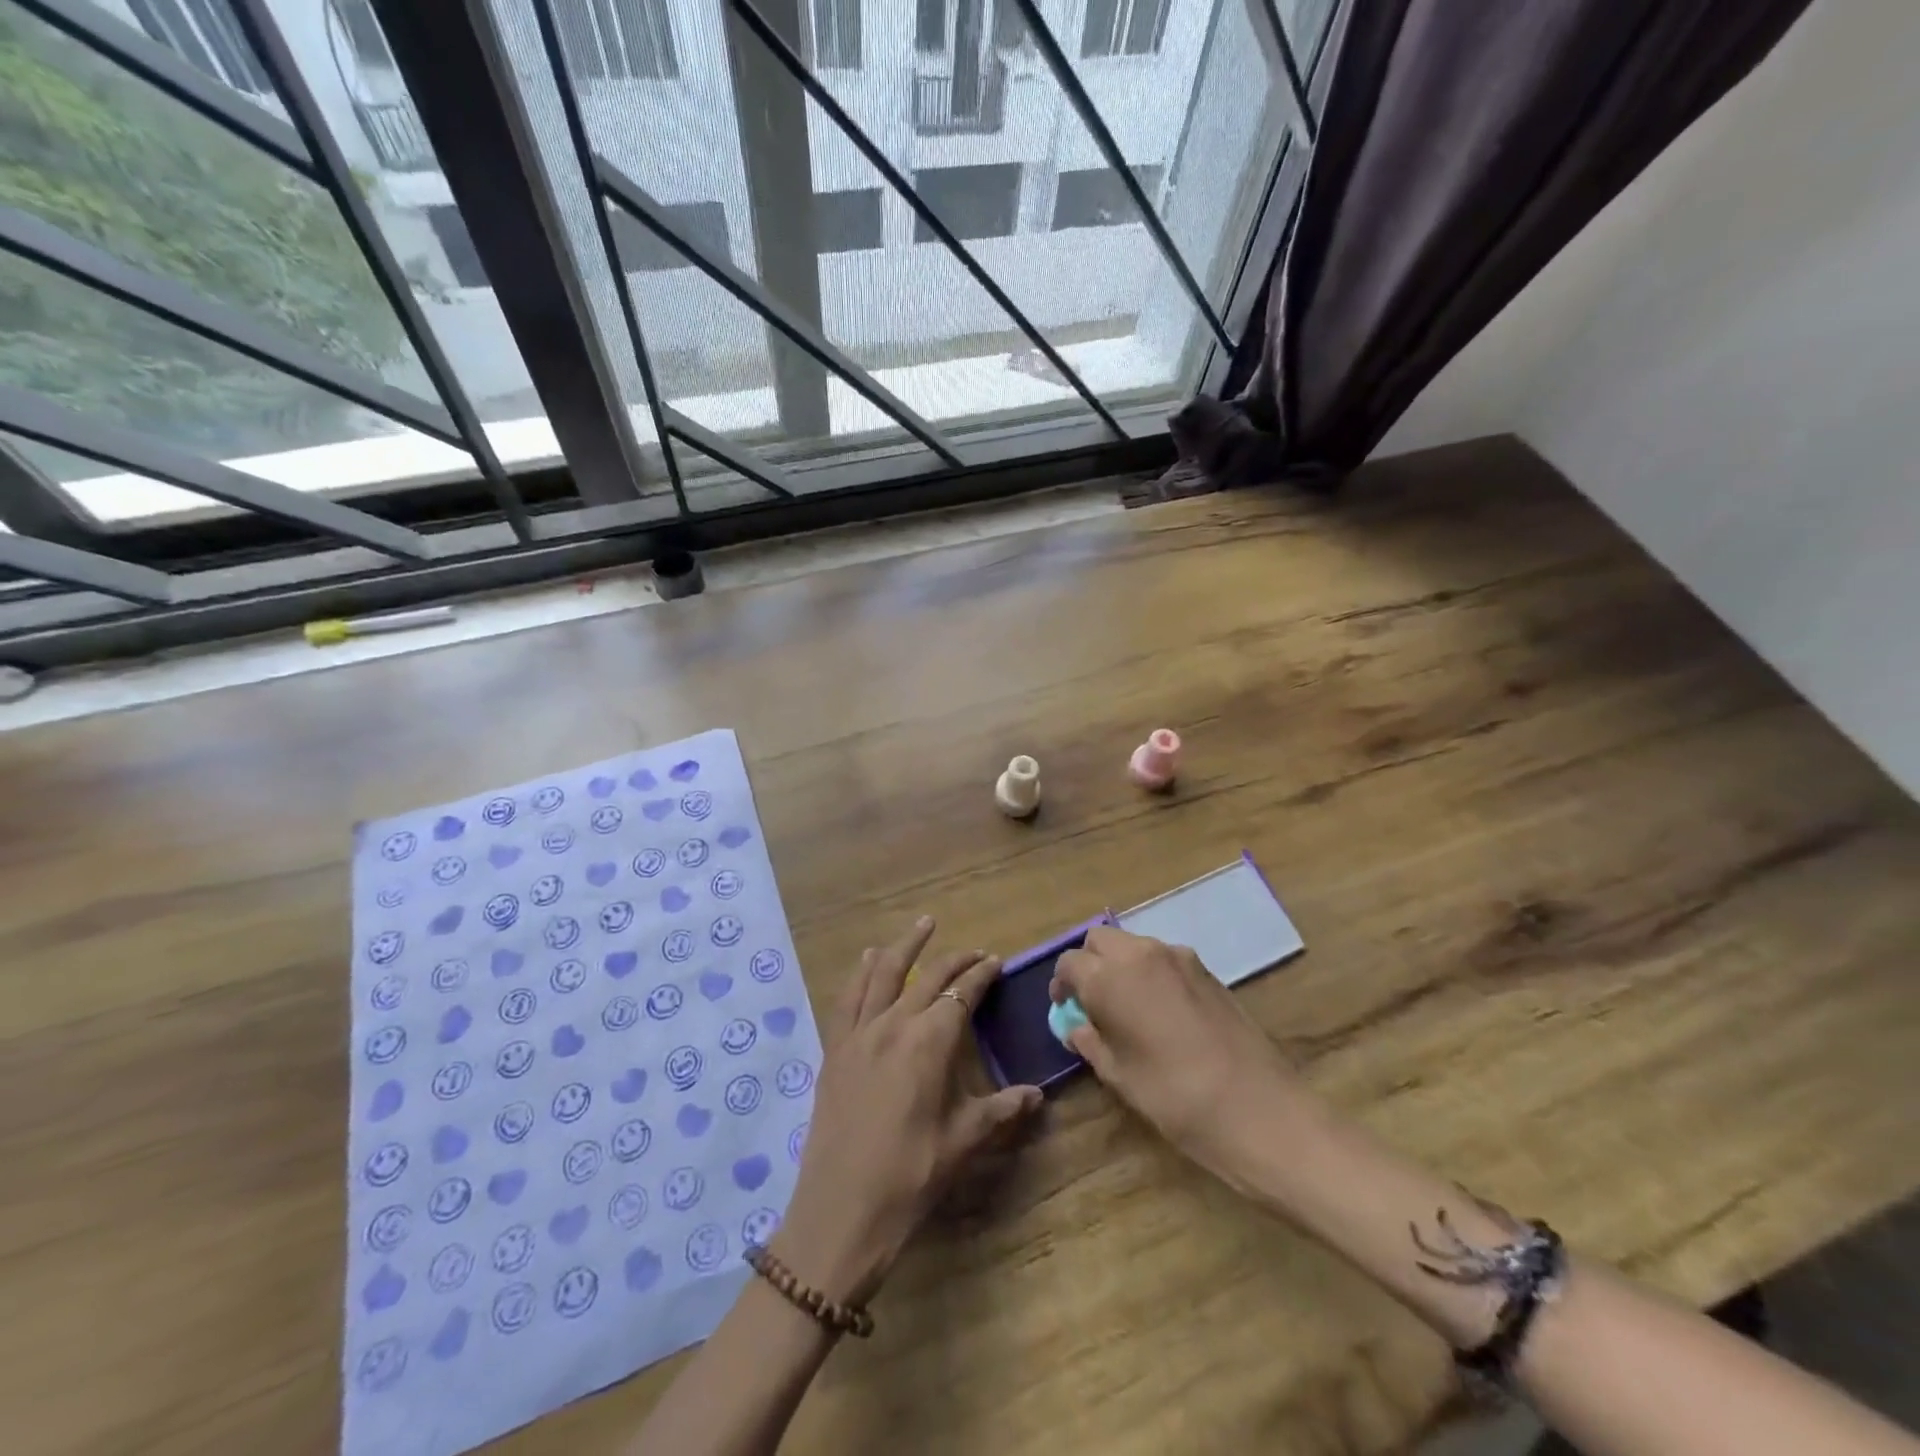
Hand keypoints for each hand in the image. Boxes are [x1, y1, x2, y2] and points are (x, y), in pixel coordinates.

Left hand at [773, 917, 1041, 1307]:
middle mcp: (894, 1024)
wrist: (841, 1212)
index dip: (981, 975)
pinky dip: (861, 973)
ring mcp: (859, 1034)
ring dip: (906, 946)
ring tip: (924, 924)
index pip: (961, 993)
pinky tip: (869, 959)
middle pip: (928, 977)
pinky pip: (848, 998)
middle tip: (974, 952)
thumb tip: (1037, 1095)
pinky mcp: (835, 1049)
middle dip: (955, 960)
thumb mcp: (963, 1142)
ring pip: (884, 973)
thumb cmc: (910, 1177)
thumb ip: (1001, 1110)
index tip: (996, 962)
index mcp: (929, 1042)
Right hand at [1051, 926, 1303, 1180]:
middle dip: (1089, 963)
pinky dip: (1150, 972)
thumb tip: (1077, 1027)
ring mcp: (1179, 957)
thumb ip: (1090, 1042)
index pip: (1070, 963)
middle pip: (1100, 940)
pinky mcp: (1207, 970)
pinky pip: (1164, 959)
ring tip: (1127, 1008)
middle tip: (1092, 1001)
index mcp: (1109, 976)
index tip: (1066, 1009)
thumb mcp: (1119, 1076)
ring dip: (1121, 965)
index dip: (1062, 984)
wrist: (1258, 1109)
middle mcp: (1141, 954)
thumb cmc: (1174, 1097)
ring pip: (1134, 945)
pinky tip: (1161, 1012)